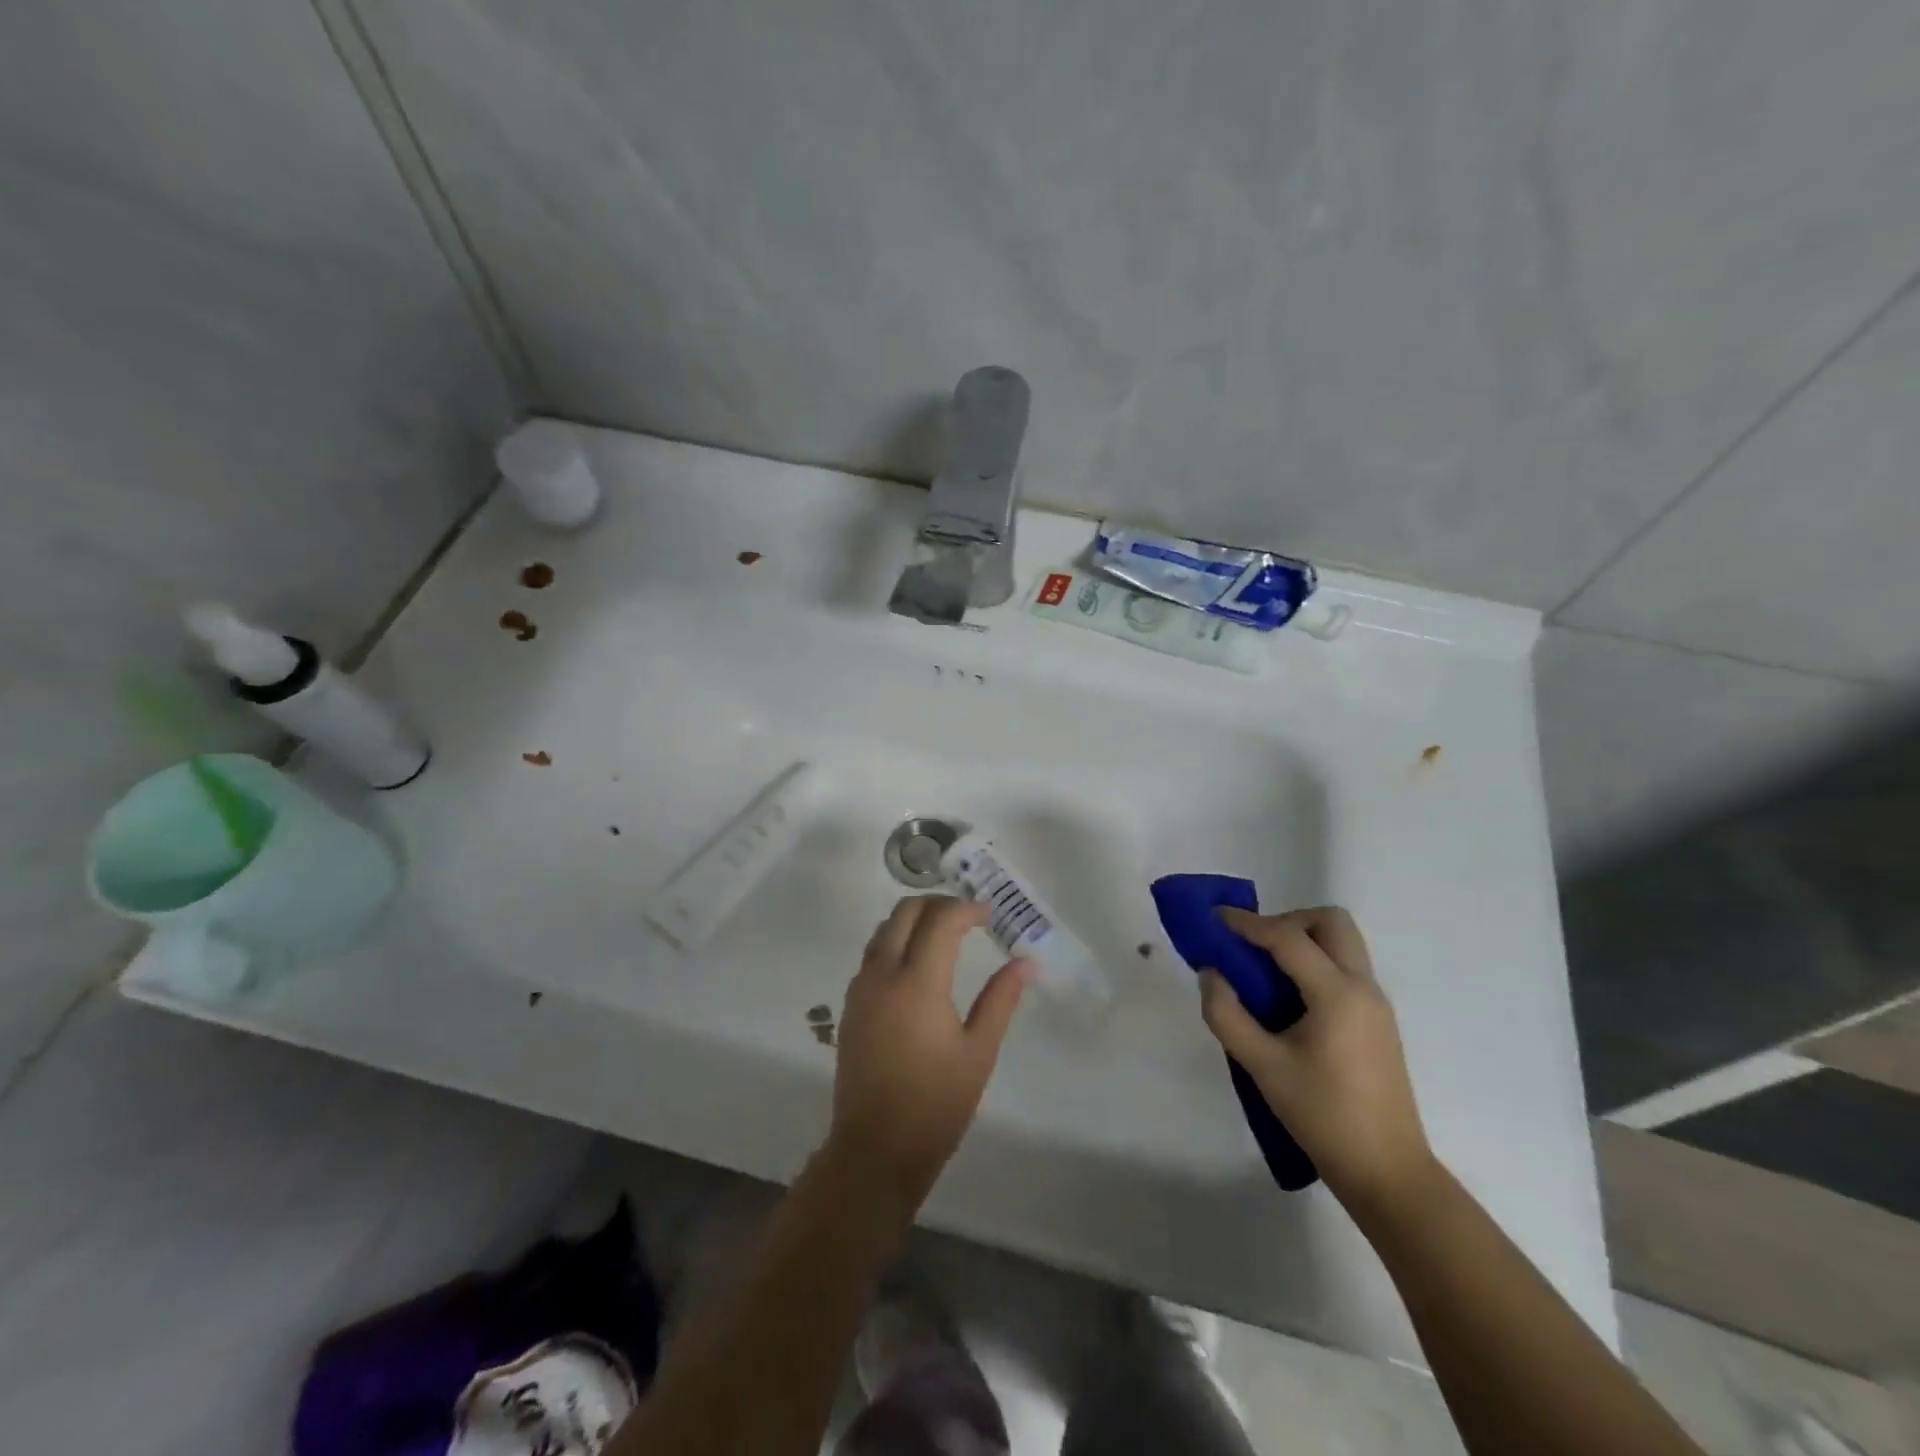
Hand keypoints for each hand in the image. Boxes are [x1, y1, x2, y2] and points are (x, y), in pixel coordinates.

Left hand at [828, 896, 1029, 1208]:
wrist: (876, 1149)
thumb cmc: (937, 1104)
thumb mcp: (979, 1052)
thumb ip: (1000, 1000)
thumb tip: (1024, 963)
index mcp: (918, 983)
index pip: (941, 920)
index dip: (967, 909)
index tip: (989, 915)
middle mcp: (883, 975)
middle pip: (904, 912)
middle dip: (937, 904)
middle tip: (967, 918)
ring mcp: (861, 989)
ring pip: (883, 929)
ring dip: (913, 920)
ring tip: (944, 935)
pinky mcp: (850, 1005)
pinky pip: (872, 954)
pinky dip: (895, 942)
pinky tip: (917, 965)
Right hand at [1199, 906, 1433, 1214]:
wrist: (1387, 1172)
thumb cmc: (1323, 1116)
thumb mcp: (1262, 1066)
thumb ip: (1226, 1014)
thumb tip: (1210, 974)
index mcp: (1337, 994)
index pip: (1288, 938)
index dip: (1247, 923)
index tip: (1215, 917)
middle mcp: (1363, 987)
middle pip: (1331, 922)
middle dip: (1288, 921)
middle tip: (1254, 946)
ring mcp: (1375, 1004)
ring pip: (1342, 942)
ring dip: (1303, 939)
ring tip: (1265, 970)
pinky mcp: (1377, 1021)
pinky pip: (1345, 967)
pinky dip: (1314, 962)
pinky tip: (1289, 998)